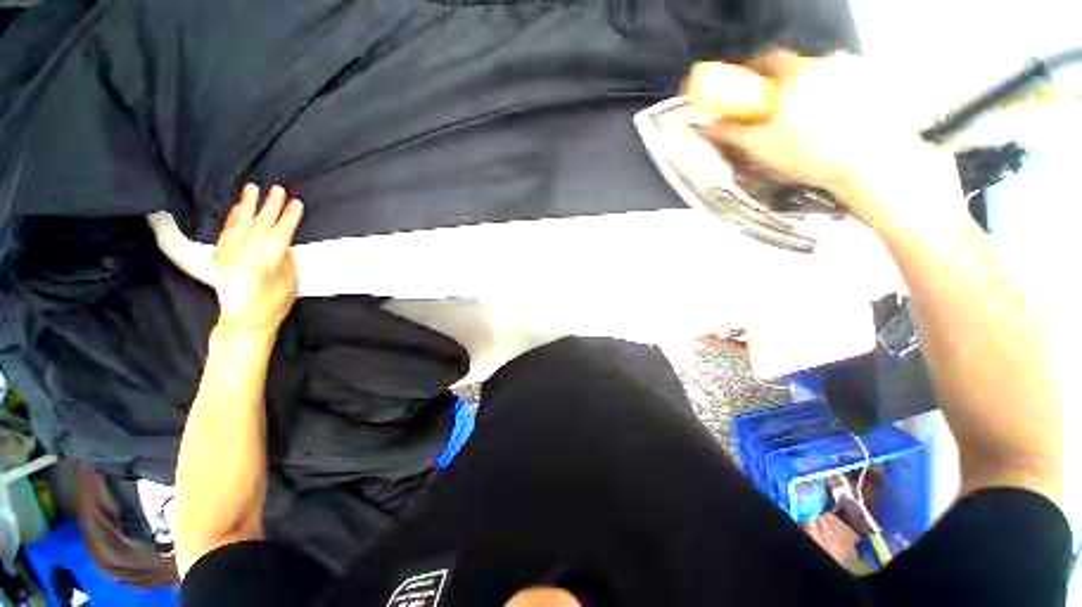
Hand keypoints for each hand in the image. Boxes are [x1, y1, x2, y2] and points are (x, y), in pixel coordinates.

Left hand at [211, 184, 303, 331]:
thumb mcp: (289, 283)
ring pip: (238, 225)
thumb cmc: (273, 305)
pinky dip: (233, 217)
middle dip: (270, 206)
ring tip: (253, 188)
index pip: (278, 234)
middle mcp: (242, 257)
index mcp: (264, 265)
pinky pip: (226, 232)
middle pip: (258, 225)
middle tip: (278, 189)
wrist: (243, 321)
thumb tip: (285, 241)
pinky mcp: (218, 257)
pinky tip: (239, 207)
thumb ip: (286, 259)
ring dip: (247, 205)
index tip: (297, 204)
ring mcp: (227, 256)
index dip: (289, 218)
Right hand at [689, 51, 966, 231]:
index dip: (752, 70)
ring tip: (802, 124)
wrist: (870, 165)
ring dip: (805, 94)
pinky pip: (843, 88)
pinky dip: (831, 100)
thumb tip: (705, 126)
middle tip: (772, 113)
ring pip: (819, 79)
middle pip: (795, 70)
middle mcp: (827, 64)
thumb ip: (731, 133)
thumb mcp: (761, 147)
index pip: (768, 58)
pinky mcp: (874, 89)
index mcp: (796, 74)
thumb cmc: (809, 153)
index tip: (744, 86)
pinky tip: (830, 125)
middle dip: (779, 87)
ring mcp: (854, 74)